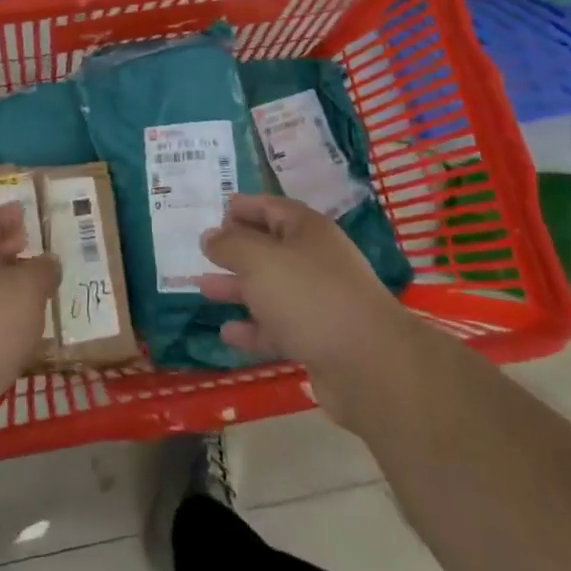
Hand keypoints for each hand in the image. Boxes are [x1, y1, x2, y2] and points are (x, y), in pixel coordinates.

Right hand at [199, 194, 410, 428]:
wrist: (368, 364)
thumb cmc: (308, 296)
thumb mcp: (259, 260)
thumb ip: (230, 244)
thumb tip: (210, 236)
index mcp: (308, 231)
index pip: (271, 207)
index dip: (244, 206)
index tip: (216, 210)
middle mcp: (316, 261)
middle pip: (270, 248)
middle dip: (236, 250)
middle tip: (203, 251)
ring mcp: (319, 302)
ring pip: (271, 289)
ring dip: (238, 288)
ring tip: (203, 288)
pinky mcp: (318, 339)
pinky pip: (278, 327)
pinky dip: (253, 328)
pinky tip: (227, 333)